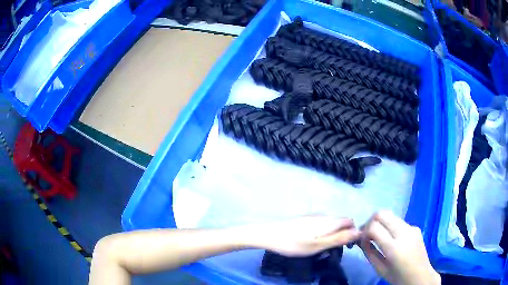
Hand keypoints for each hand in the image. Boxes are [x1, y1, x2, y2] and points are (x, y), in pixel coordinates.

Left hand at [249, 215, 358, 256]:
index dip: (352, 232)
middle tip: (331, 250)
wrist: (269, 235)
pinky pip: (320, 225)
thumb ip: (339, 238)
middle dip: (341, 235)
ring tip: (320, 249)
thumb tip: (359, 232)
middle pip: (340, 223)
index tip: (346, 246)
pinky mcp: (304, 219)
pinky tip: (310, 242)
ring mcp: (313, 216)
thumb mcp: (319, 245)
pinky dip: (321, 233)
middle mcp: (323, 215)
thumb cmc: (294, 243)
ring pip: (330, 225)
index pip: (350, 221)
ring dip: (331, 235)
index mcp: (329, 221)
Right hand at [359, 211, 439, 284]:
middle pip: (382, 214)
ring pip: (390, 215)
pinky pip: (399, 222)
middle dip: (371, 221)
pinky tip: (391, 239)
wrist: (421, 276)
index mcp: (394, 248)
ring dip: (381, 222)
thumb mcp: (380, 269)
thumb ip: (369, 253)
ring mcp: (411, 228)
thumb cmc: (398, 277)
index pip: (374, 227)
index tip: (361, 239)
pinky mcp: (415, 227)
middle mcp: (404, 233)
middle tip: (367, 233)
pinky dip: (390, 227)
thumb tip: (361, 239)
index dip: (364, 231)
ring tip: (377, 235)